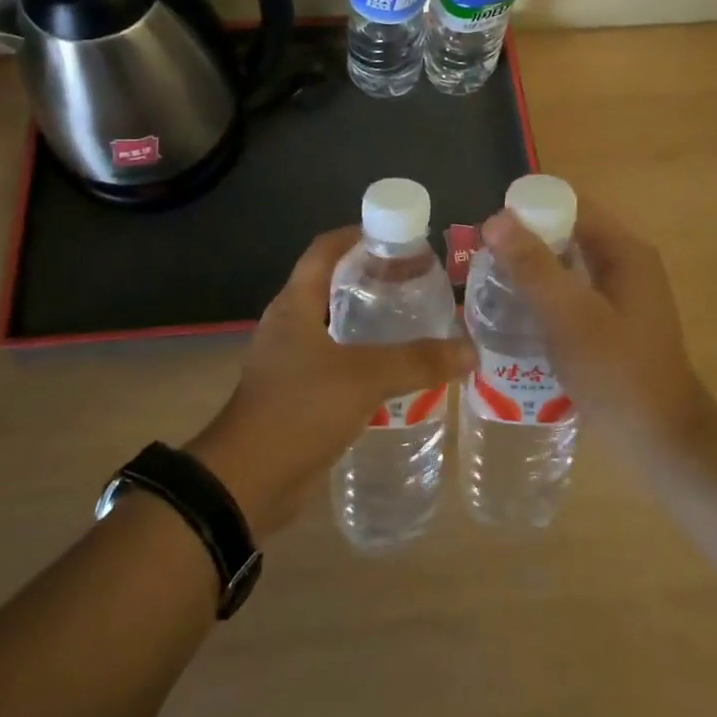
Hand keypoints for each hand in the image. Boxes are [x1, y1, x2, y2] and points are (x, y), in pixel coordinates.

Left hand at [187, 228, 474, 535]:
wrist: (247, 482)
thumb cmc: (299, 410)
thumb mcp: (363, 378)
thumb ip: (417, 361)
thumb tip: (469, 350)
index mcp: (295, 304)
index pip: (325, 249)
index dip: (357, 234)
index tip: (398, 236)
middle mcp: (289, 324)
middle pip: (332, 284)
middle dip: (372, 278)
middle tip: (417, 280)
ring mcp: (290, 360)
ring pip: (335, 325)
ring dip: (369, 320)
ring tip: (414, 320)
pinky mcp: (297, 393)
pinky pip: (335, 362)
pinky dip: (363, 358)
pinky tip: (395, 371)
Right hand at [478, 198, 711, 444]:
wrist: (664, 443)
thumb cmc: (617, 375)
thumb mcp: (569, 318)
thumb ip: (533, 267)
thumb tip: (495, 218)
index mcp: (624, 251)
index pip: (570, 205)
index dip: (528, 210)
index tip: (487, 232)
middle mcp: (626, 263)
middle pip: (567, 232)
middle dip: (525, 241)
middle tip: (482, 261)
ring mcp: (622, 294)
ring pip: (567, 263)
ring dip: (531, 269)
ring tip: (490, 285)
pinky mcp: (614, 321)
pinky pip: (572, 291)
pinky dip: (545, 294)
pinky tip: (517, 314)